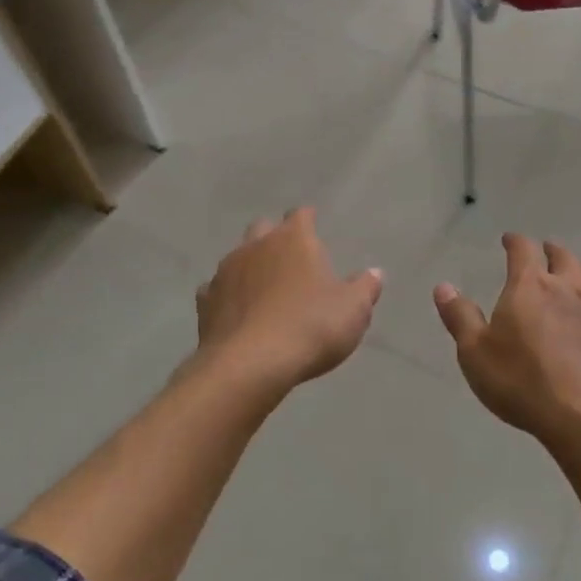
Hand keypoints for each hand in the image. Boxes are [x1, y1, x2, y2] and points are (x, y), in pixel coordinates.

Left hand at [195, 209, 383, 392]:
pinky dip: (226, 296)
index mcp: (294, 240)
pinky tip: (236, 312)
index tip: (313, 226)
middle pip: (263, 228)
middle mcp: (256, 246)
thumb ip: (365, 287)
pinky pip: (216, 289)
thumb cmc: (311, 327)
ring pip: (237, 257)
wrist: (250, 365)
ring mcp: (226, 272)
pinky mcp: (206, 302)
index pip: (301, 215)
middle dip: (274, 238)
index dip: (308, 220)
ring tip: (263, 288)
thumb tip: (375, 273)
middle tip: (289, 259)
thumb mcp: (353, 310)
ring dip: (249, 267)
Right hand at [433, 234, 580, 443]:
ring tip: (576, 272)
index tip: (509, 239)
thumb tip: (443, 286)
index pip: (523, 250)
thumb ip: (460, 317)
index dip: (515, 241)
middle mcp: (567, 288)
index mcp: (530, 286)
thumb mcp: (475, 352)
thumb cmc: (522, 381)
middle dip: (551, 250)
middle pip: (563, 257)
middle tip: (545, 250)